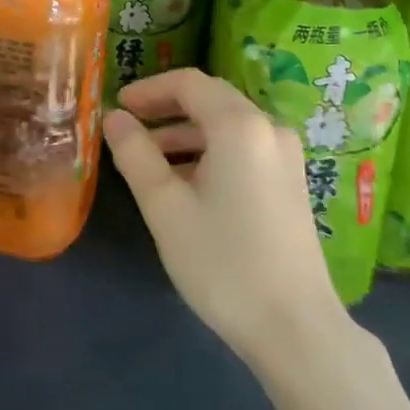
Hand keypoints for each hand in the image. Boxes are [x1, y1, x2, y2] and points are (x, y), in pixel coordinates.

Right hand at [103, 68, 345, 364]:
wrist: (295, 326)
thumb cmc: (222, 262)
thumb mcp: (165, 207)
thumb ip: (135, 155)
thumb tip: (114, 118)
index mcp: (240, 125)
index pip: (189, 83)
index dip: (149, 89)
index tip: (118, 107)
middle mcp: (269, 129)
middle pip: (211, 100)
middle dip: (166, 110)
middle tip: (128, 130)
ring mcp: (286, 156)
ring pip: (228, 126)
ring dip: (186, 135)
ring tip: (148, 163)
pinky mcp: (291, 182)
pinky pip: (244, 149)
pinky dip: (210, 153)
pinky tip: (186, 185)